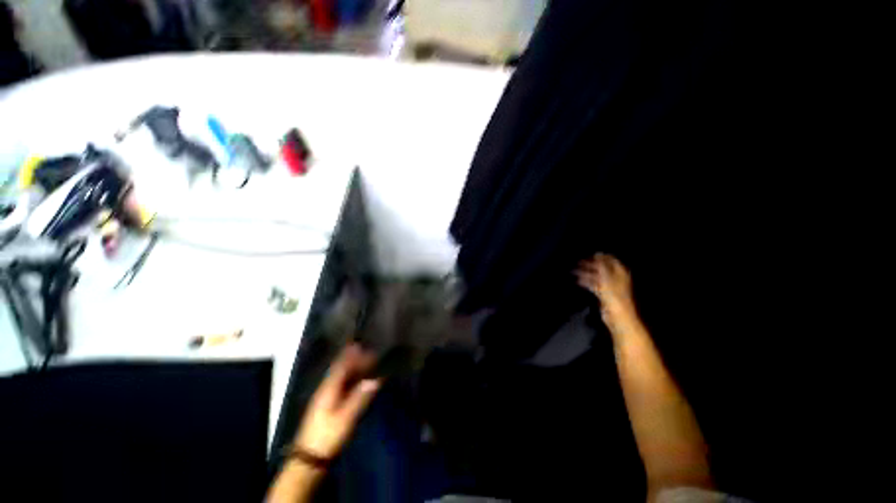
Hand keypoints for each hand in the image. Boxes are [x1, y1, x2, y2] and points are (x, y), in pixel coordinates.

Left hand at [293, 344, 380, 460]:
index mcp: (328, 390)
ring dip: (350, 369)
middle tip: (366, 351)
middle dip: (352, 360)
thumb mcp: (346, 418)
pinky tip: (354, 380)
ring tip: (362, 361)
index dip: (349, 355)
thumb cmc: (328, 436)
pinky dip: (348, 379)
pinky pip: (339, 386)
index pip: (340, 367)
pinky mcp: (326, 408)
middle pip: (340, 371)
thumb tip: (375, 379)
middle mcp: (325, 390)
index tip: (359, 344)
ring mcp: (324, 399)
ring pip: (339, 378)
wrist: (308, 459)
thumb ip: (360, 398)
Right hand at [576, 253, 635, 325]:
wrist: (617, 315)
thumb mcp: (607, 276)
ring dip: (585, 273)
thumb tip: (597, 253)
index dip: (600, 256)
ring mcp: (609, 286)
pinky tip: (578, 281)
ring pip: (596, 276)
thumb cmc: (614, 294)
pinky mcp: (603, 294)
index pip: (610, 260)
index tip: (587, 254)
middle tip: (577, 262)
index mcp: (620, 272)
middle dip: (589, 264)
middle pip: (601, 268)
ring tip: (574, 271)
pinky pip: (593, 285)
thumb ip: (601, 264)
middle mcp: (615, 277)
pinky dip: (586, 282)